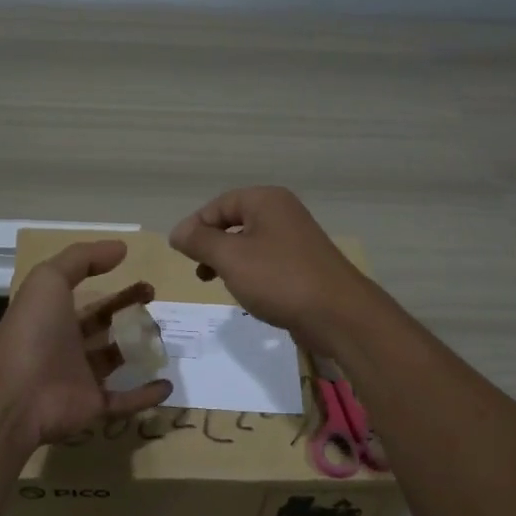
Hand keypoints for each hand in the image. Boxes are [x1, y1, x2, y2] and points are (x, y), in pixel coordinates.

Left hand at [0, 240, 172, 445]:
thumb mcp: (49, 280)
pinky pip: (124, 400)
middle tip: (156, 304)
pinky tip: (168, 384)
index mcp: (54, 316)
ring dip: (138, 350)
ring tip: (166, 337)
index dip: (114, 289)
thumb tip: (121, 247)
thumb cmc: (33, 332)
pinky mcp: (92, 406)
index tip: (145, 281)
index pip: (88, 298)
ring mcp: (79, 377)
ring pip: (114, 360)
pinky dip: (146, 394)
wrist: (17, 395)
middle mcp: (66, 345)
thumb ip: (82, 259)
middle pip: (103, 326)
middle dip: (128, 313)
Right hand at [168, 187, 381, 352]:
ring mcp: (296, 239)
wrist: (338, 314)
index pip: (218, 205)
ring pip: (249, 243)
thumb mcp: (230, 258)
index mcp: (266, 201)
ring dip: (229, 261)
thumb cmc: (279, 279)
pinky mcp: (303, 264)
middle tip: (199, 270)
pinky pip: (266, 261)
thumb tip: (177, 231)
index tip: (181, 253)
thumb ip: (199, 241)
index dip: (195, 226)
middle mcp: (283, 213)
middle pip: (234, 221)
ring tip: (217, 283)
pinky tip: (247, 293)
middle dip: (212, 245)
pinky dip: (250, 273)